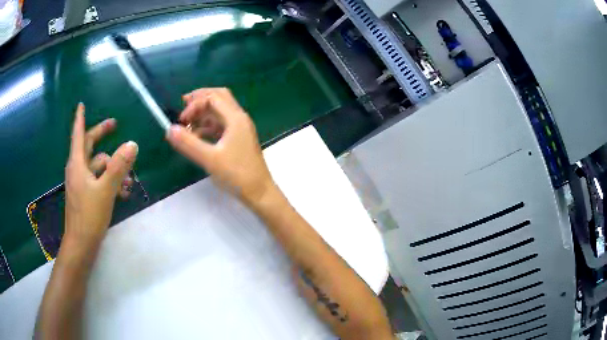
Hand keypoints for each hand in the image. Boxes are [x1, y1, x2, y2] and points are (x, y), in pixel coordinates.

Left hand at [64, 103, 137, 243]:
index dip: (80, 118)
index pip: (78, 134)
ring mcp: (81, 183)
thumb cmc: (89, 216)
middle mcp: (77, 169)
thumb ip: (118, 166)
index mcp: (78, 164)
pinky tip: (123, 192)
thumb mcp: (106, 190)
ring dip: (113, 168)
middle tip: (115, 126)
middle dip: (102, 136)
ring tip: (129, 181)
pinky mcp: (85, 194)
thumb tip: (132, 143)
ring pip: (97, 166)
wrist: (81, 244)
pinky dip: (110, 182)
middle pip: (89, 146)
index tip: (81, 105)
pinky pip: (98, 180)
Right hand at [166, 88, 273, 205]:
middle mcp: (239, 118)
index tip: (181, 120)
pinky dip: (207, 126)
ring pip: (219, 111)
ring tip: (186, 124)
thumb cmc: (237, 175)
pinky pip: (221, 125)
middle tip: (183, 108)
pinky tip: (197, 136)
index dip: (194, 104)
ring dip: (203, 114)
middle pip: (219, 98)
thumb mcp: (209, 159)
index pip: (213, 97)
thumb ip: (188, 143)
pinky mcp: (238, 139)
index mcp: (235, 118)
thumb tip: (169, 129)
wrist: (259, 192)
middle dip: (200, 100)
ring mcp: (240, 129)